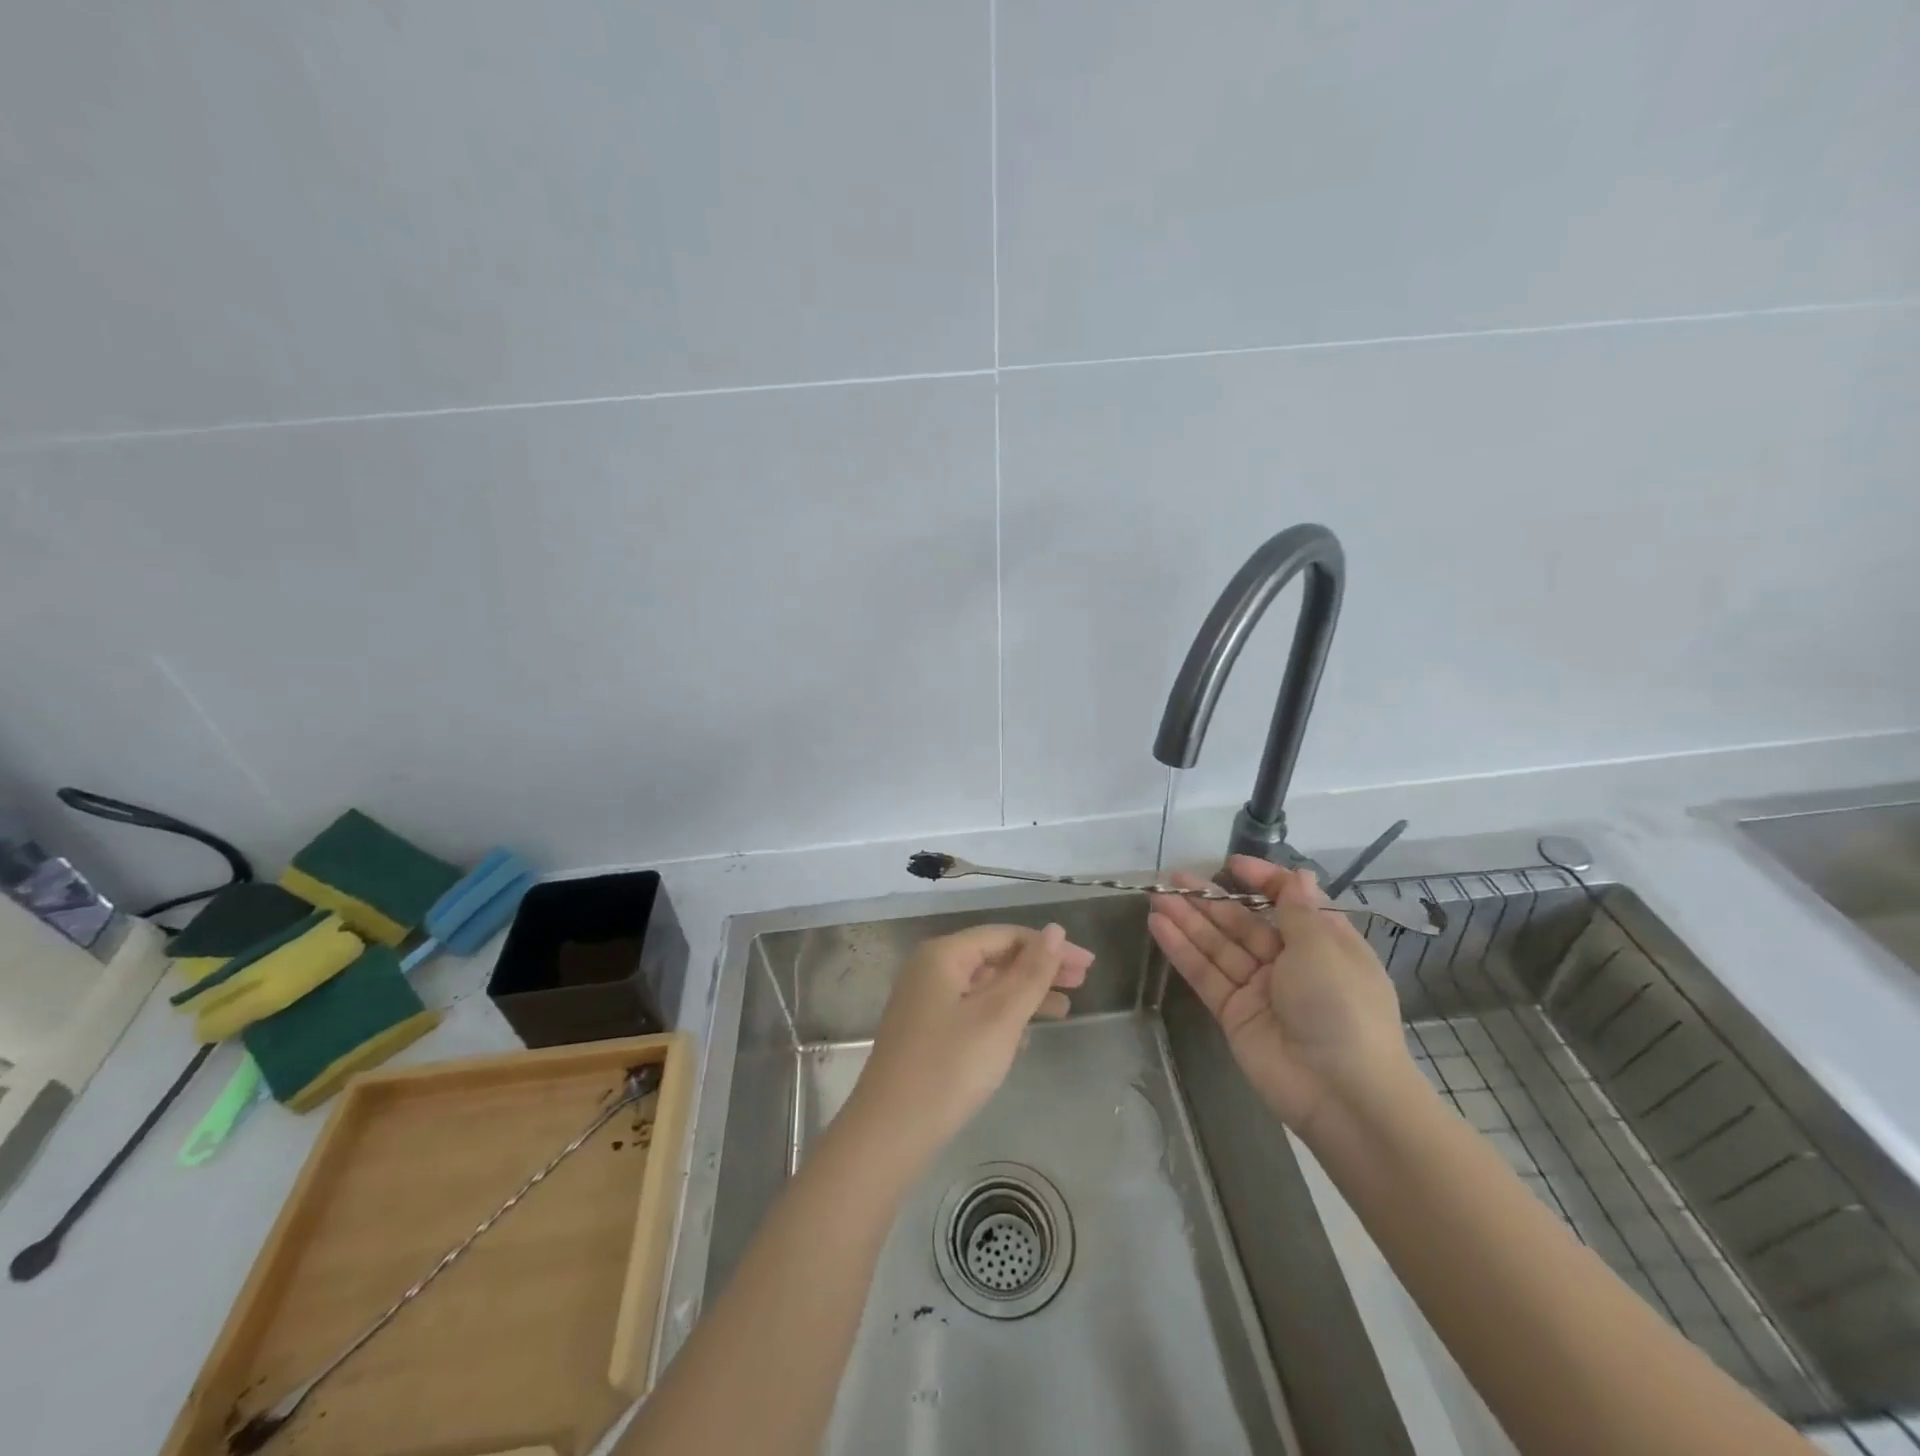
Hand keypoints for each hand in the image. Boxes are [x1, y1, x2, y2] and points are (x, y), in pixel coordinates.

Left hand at [847, 923, 1092, 1161]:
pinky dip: (1002, 1016)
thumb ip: (1031, 972)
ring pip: (985, 986)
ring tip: (1064, 1010)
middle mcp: (931, 969)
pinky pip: (973, 1010)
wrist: (890, 1132)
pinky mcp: (926, 1031)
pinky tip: (1026, 1036)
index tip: (1088, 965)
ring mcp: (925, 1001)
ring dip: (1024, 994)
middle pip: (995, 957)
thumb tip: (1054, 930)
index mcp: (944, 955)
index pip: (1006, 935)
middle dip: (1039, 969)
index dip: (1049, 946)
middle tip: (1082, 982)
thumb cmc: (950, 1067)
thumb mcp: (1000, 1017)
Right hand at [1148, 856, 1410, 1137]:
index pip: (1288, 901)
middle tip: (1173, 878)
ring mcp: (1259, 989)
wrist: (1341, 1093)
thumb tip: (1297, 874)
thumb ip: (1296, 910)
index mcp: (1324, 944)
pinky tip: (1158, 925)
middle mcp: (1291, 963)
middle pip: (1244, 923)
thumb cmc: (1341, 1007)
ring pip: (1218, 946)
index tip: (1232, 865)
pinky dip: (1182, 950)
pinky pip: (1205, 974)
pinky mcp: (1234, 1013)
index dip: (1261, 881)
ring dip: (1188, 920)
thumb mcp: (1323, 947)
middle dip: (1210, 899)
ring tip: (1156, 896)